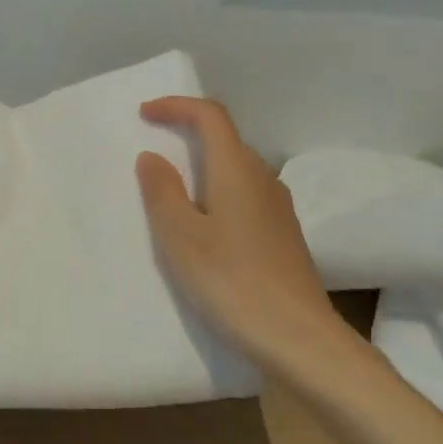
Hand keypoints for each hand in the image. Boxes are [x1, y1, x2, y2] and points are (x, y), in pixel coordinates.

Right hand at [135, 96, 353, 375]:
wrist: (297, 337)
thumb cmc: (231, 280)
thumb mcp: (181, 236)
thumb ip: (162, 191)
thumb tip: (153, 157)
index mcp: (237, 169)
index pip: (210, 116)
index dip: (176, 106)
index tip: (145, 114)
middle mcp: (263, 178)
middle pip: (225, 140)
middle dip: (187, 135)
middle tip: (152, 152)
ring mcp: (278, 208)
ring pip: (235, 170)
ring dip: (202, 168)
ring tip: (170, 191)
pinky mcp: (282, 235)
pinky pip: (243, 196)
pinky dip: (216, 194)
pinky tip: (202, 227)